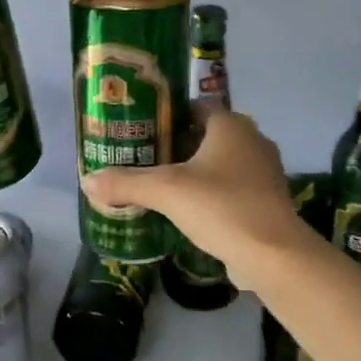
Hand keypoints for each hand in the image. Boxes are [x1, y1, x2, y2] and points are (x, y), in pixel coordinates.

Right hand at [82, 112, 313, 290]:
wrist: (273, 254)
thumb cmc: (220, 206)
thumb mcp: (166, 192)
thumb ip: (126, 183)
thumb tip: (87, 180)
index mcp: (231, 125)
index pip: (196, 106)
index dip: (168, 116)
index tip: (142, 131)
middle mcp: (253, 139)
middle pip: (207, 135)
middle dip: (178, 146)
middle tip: (145, 160)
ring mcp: (264, 171)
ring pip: (222, 163)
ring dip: (197, 172)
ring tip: (163, 187)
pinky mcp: (268, 200)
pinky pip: (233, 187)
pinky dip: (213, 194)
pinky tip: (190, 211)